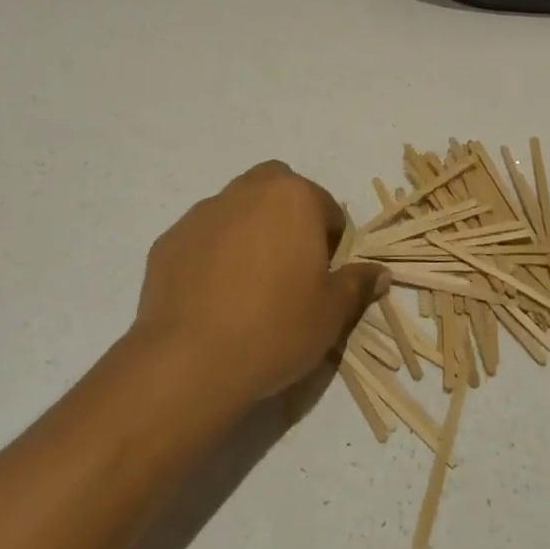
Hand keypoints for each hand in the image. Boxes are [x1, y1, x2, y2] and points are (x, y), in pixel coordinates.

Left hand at [134, 161, 387, 405]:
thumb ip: (357, 284)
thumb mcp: (331, 312)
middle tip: (290, 265)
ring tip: (248, 283)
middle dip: (288, 215)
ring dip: (248, 230)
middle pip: (276, 188)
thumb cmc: (275, 328)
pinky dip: (213, 253)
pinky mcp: (170, 239)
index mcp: (292, 197)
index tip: (325, 276)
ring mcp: (203, 213)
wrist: (190, 360)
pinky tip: (213, 295)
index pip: (326, 206)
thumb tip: (379, 273)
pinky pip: (202, 237)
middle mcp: (246, 191)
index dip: (332, 241)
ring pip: (236, 208)